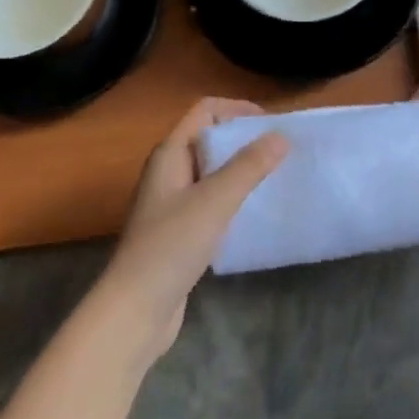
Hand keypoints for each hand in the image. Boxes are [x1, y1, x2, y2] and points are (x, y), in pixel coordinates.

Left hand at [101, 98, 287, 356]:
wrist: (136, 309)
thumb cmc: (172, 246)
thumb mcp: (215, 200)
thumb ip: (249, 166)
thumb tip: (281, 135)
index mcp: (170, 154)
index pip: (205, 111)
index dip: (238, 109)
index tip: (273, 124)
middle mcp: (168, 171)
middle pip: (210, 139)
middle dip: (245, 140)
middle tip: (282, 151)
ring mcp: (172, 202)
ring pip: (213, 171)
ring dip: (242, 170)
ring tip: (276, 178)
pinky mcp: (180, 230)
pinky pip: (212, 199)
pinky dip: (234, 197)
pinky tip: (255, 211)